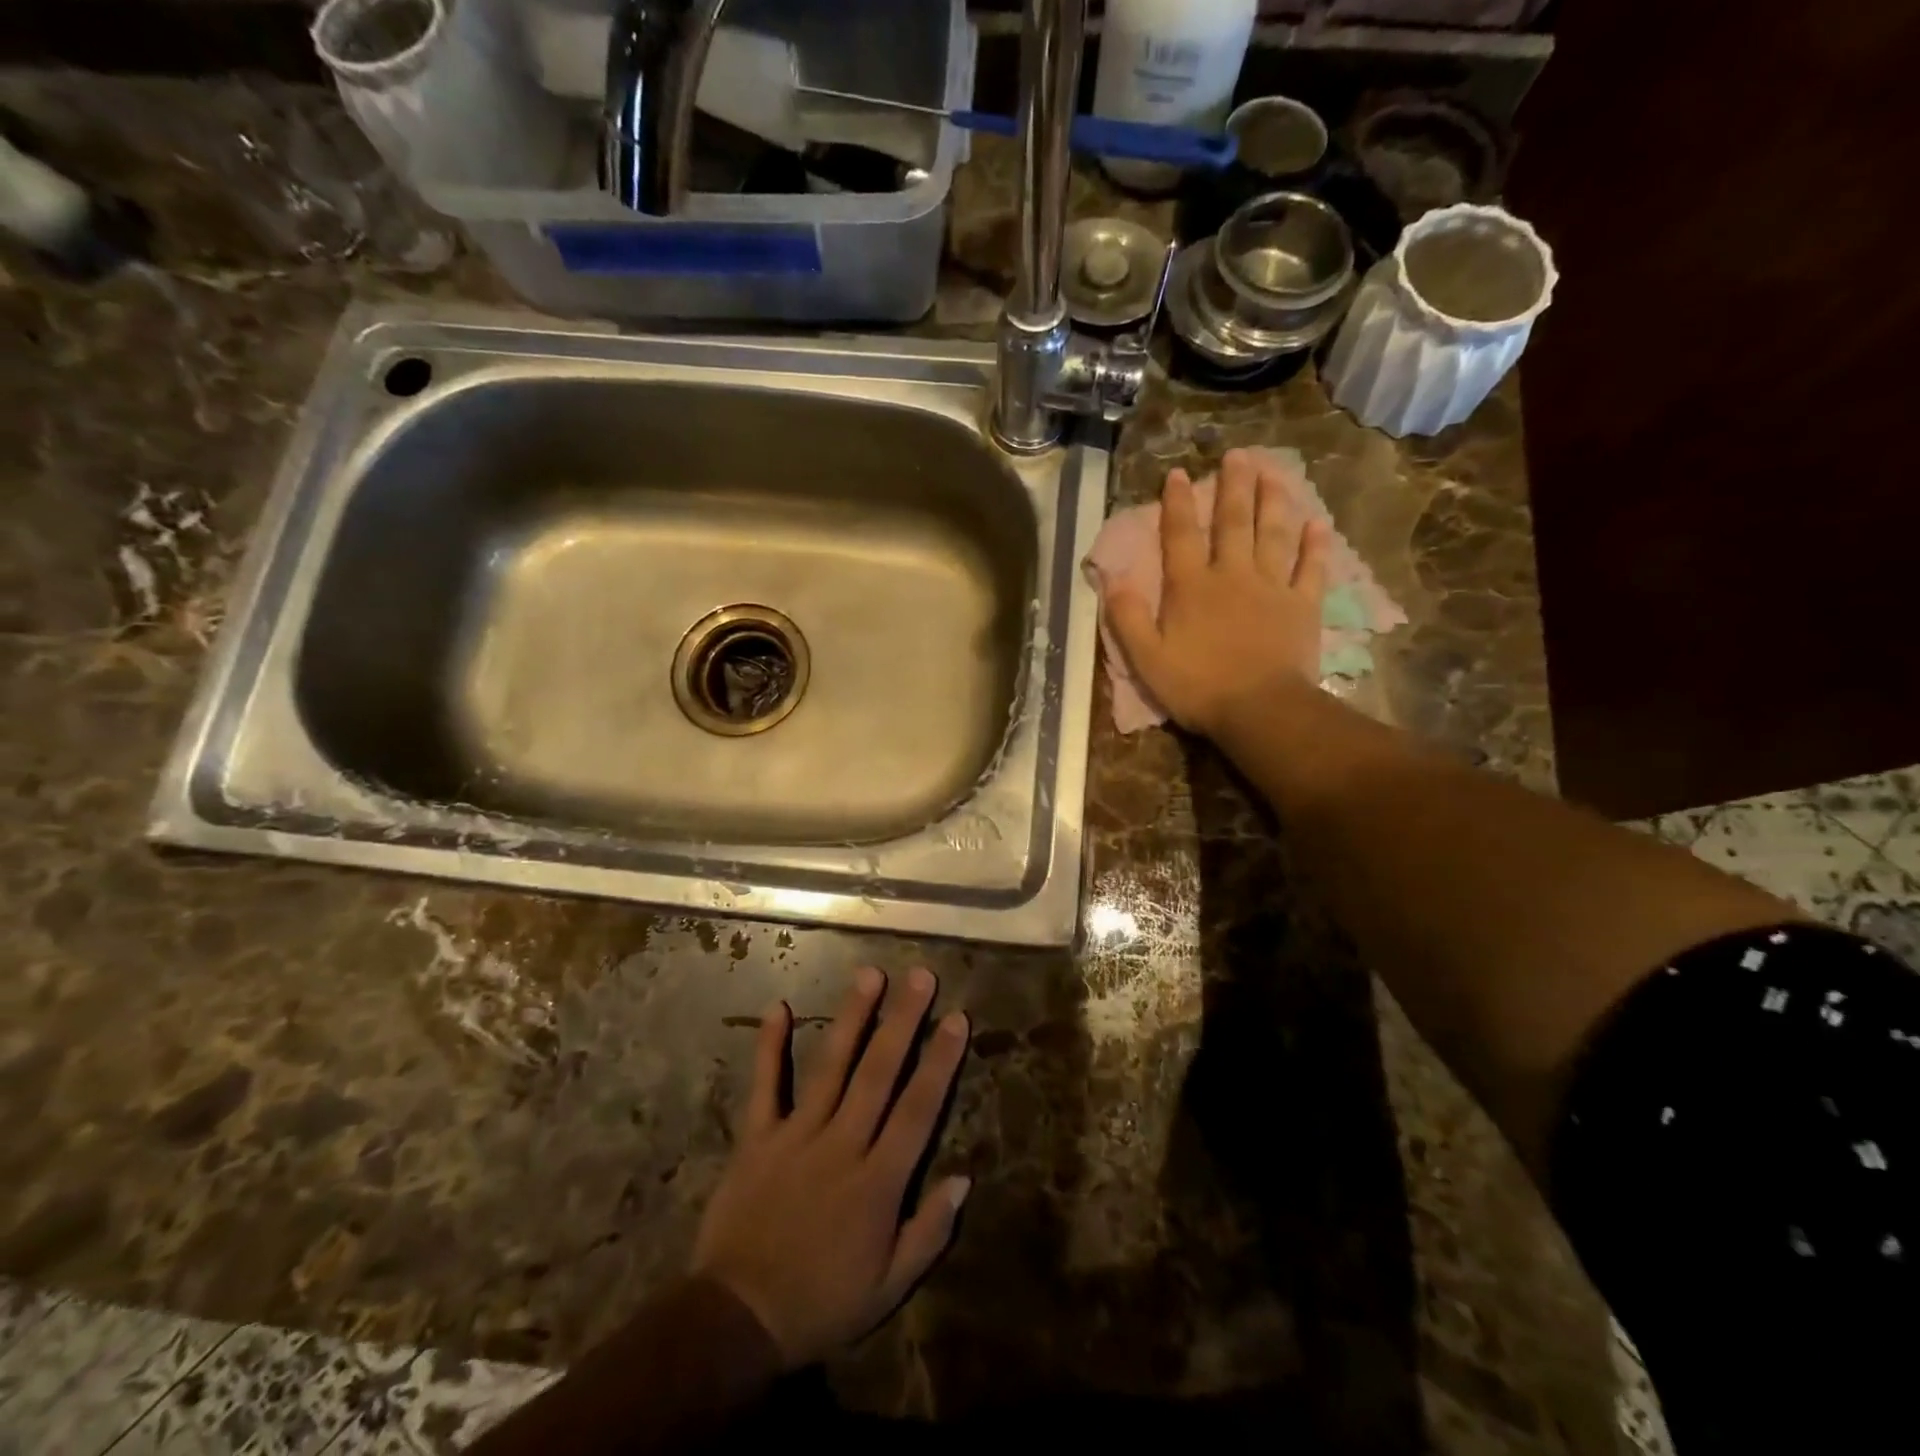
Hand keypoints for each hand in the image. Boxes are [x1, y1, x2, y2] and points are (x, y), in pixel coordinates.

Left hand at [692, 967, 970, 1368]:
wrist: (737, 1321)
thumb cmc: (821, 1303)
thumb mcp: (889, 1287)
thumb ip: (929, 1231)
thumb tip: (963, 1178)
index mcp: (878, 1181)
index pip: (918, 1108)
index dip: (940, 1061)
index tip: (957, 1018)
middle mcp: (842, 1144)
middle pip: (879, 1072)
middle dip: (903, 1021)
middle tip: (920, 976)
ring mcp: (797, 1136)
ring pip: (831, 1066)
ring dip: (852, 1018)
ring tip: (870, 975)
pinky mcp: (757, 1138)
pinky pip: (765, 1085)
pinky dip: (769, 1045)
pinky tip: (779, 1006)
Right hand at [1103, 449, 1329, 739]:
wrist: (1260, 710)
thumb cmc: (1197, 686)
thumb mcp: (1146, 658)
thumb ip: (1127, 617)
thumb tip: (1112, 578)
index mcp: (1191, 587)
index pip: (1180, 535)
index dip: (1177, 503)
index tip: (1179, 473)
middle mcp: (1232, 575)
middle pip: (1232, 522)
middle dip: (1233, 486)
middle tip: (1238, 455)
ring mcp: (1272, 587)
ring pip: (1273, 534)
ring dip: (1273, 501)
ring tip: (1274, 471)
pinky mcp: (1302, 606)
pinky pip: (1311, 569)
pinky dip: (1315, 546)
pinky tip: (1317, 524)